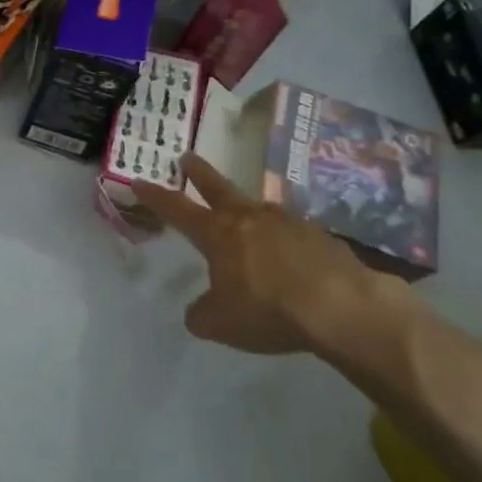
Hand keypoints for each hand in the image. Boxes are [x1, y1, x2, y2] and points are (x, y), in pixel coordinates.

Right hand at [133, 153, 414, 353]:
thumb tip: (199, 311)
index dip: (155, 196)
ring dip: (247, 209)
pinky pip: (294, 234)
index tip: (138, 180)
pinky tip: (293, 258)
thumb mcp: (221, 324)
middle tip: (187, 157)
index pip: (177, 209)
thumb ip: (202, 314)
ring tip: (246, 217)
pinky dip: (286, 240)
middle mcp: (249, 219)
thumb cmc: (269, 309)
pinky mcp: (322, 237)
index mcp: (218, 234)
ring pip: (259, 209)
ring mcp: (288, 223)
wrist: (344, 307)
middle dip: (199, 174)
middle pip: (218, 188)